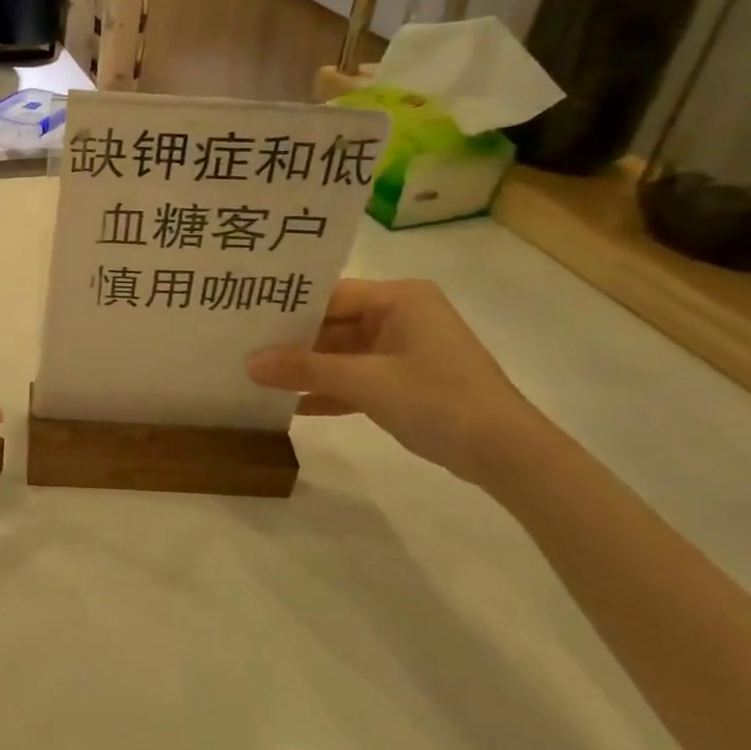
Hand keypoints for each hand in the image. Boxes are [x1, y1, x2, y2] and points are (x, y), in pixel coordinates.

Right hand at [246, 278, 546, 483]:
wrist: (508, 455)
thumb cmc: (438, 399)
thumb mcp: (366, 382)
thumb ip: (305, 369)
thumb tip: (248, 362)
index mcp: (399, 298)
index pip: (330, 294)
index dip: (288, 307)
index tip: (244, 316)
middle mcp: (401, 316)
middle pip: (333, 323)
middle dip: (292, 342)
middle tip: (241, 347)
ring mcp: (404, 350)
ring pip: (342, 354)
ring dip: (307, 370)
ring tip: (255, 375)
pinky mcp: (405, 382)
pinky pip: (356, 379)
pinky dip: (329, 391)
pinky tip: (290, 406)